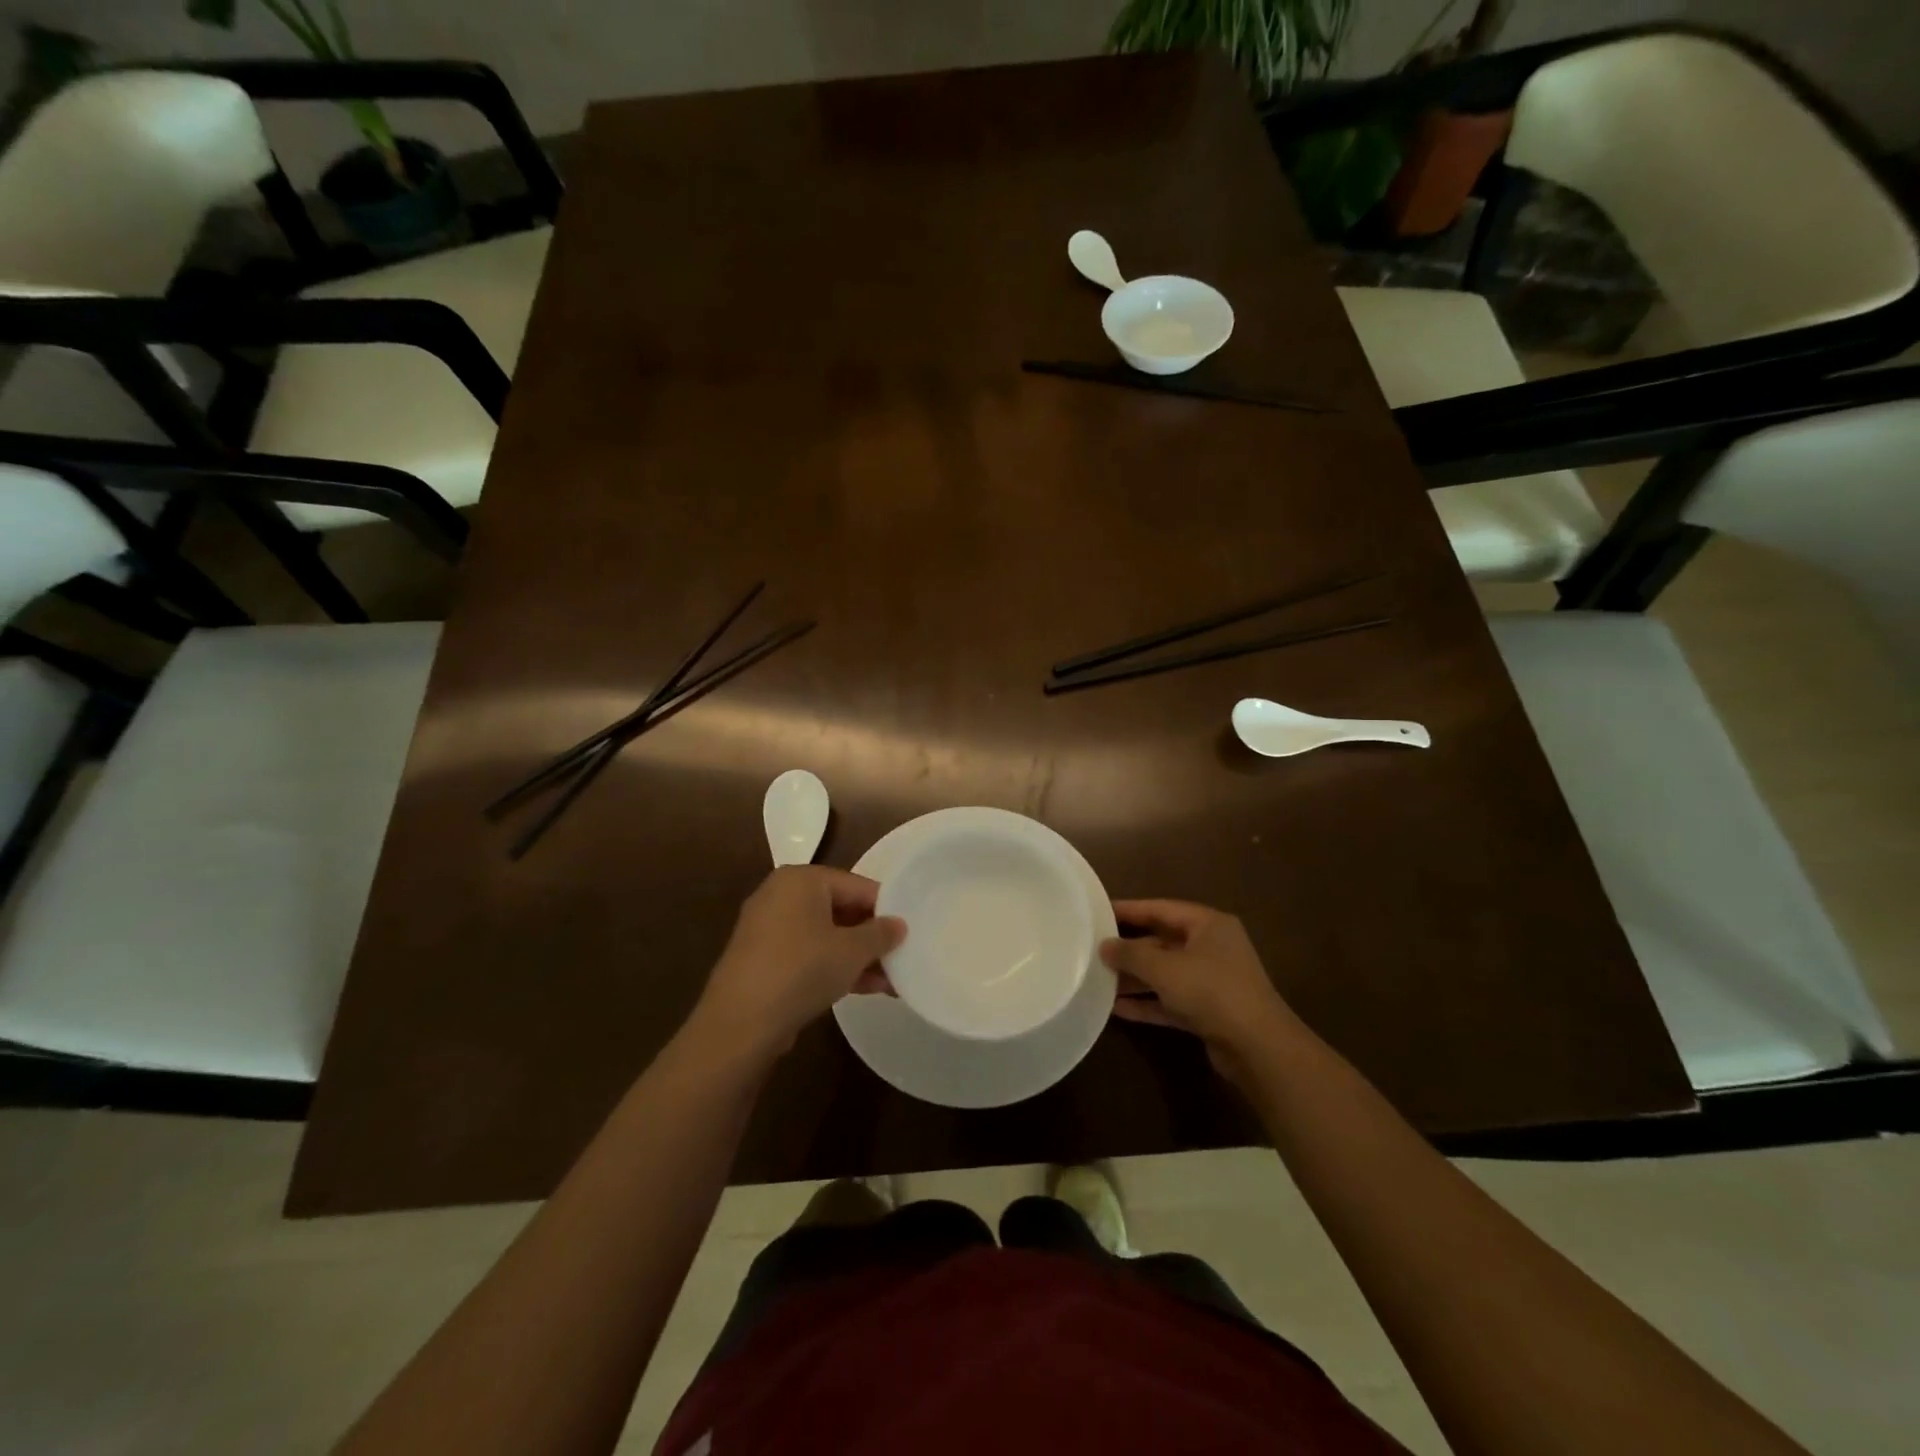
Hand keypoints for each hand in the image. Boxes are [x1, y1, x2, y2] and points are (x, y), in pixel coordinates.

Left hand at [693, 866, 906, 1058]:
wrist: (740, 1023)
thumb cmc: (802, 970)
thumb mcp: (852, 951)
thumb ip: (880, 934)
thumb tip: (898, 925)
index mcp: (801, 879)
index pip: (856, 885)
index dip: (886, 908)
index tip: (909, 931)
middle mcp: (781, 895)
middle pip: (840, 909)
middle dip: (871, 937)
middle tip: (901, 956)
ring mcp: (768, 928)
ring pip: (825, 935)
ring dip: (857, 957)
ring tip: (890, 981)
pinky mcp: (762, 959)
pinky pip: (807, 954)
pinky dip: (833, 967)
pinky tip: (864, 989)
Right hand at [1102, 899, 1300, 1087]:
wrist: (1258, 1048)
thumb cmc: (1212, 991)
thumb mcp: (1165, 968)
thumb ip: (1131, 954)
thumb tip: (1104, 946)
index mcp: (1208, 925)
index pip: (1162, 909)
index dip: (1130, 909)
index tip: (1099, 911)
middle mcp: (1212, 948)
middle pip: (1163, 942)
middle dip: (1130, 948)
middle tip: (1095, 948)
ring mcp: (1212, 981)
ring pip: (1166, 973)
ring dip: (1135, 978)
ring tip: (1099, 979)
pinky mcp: (1209, 1011)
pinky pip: (1171, 1000)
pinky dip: (1147, 1003)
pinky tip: (1117, 1009)